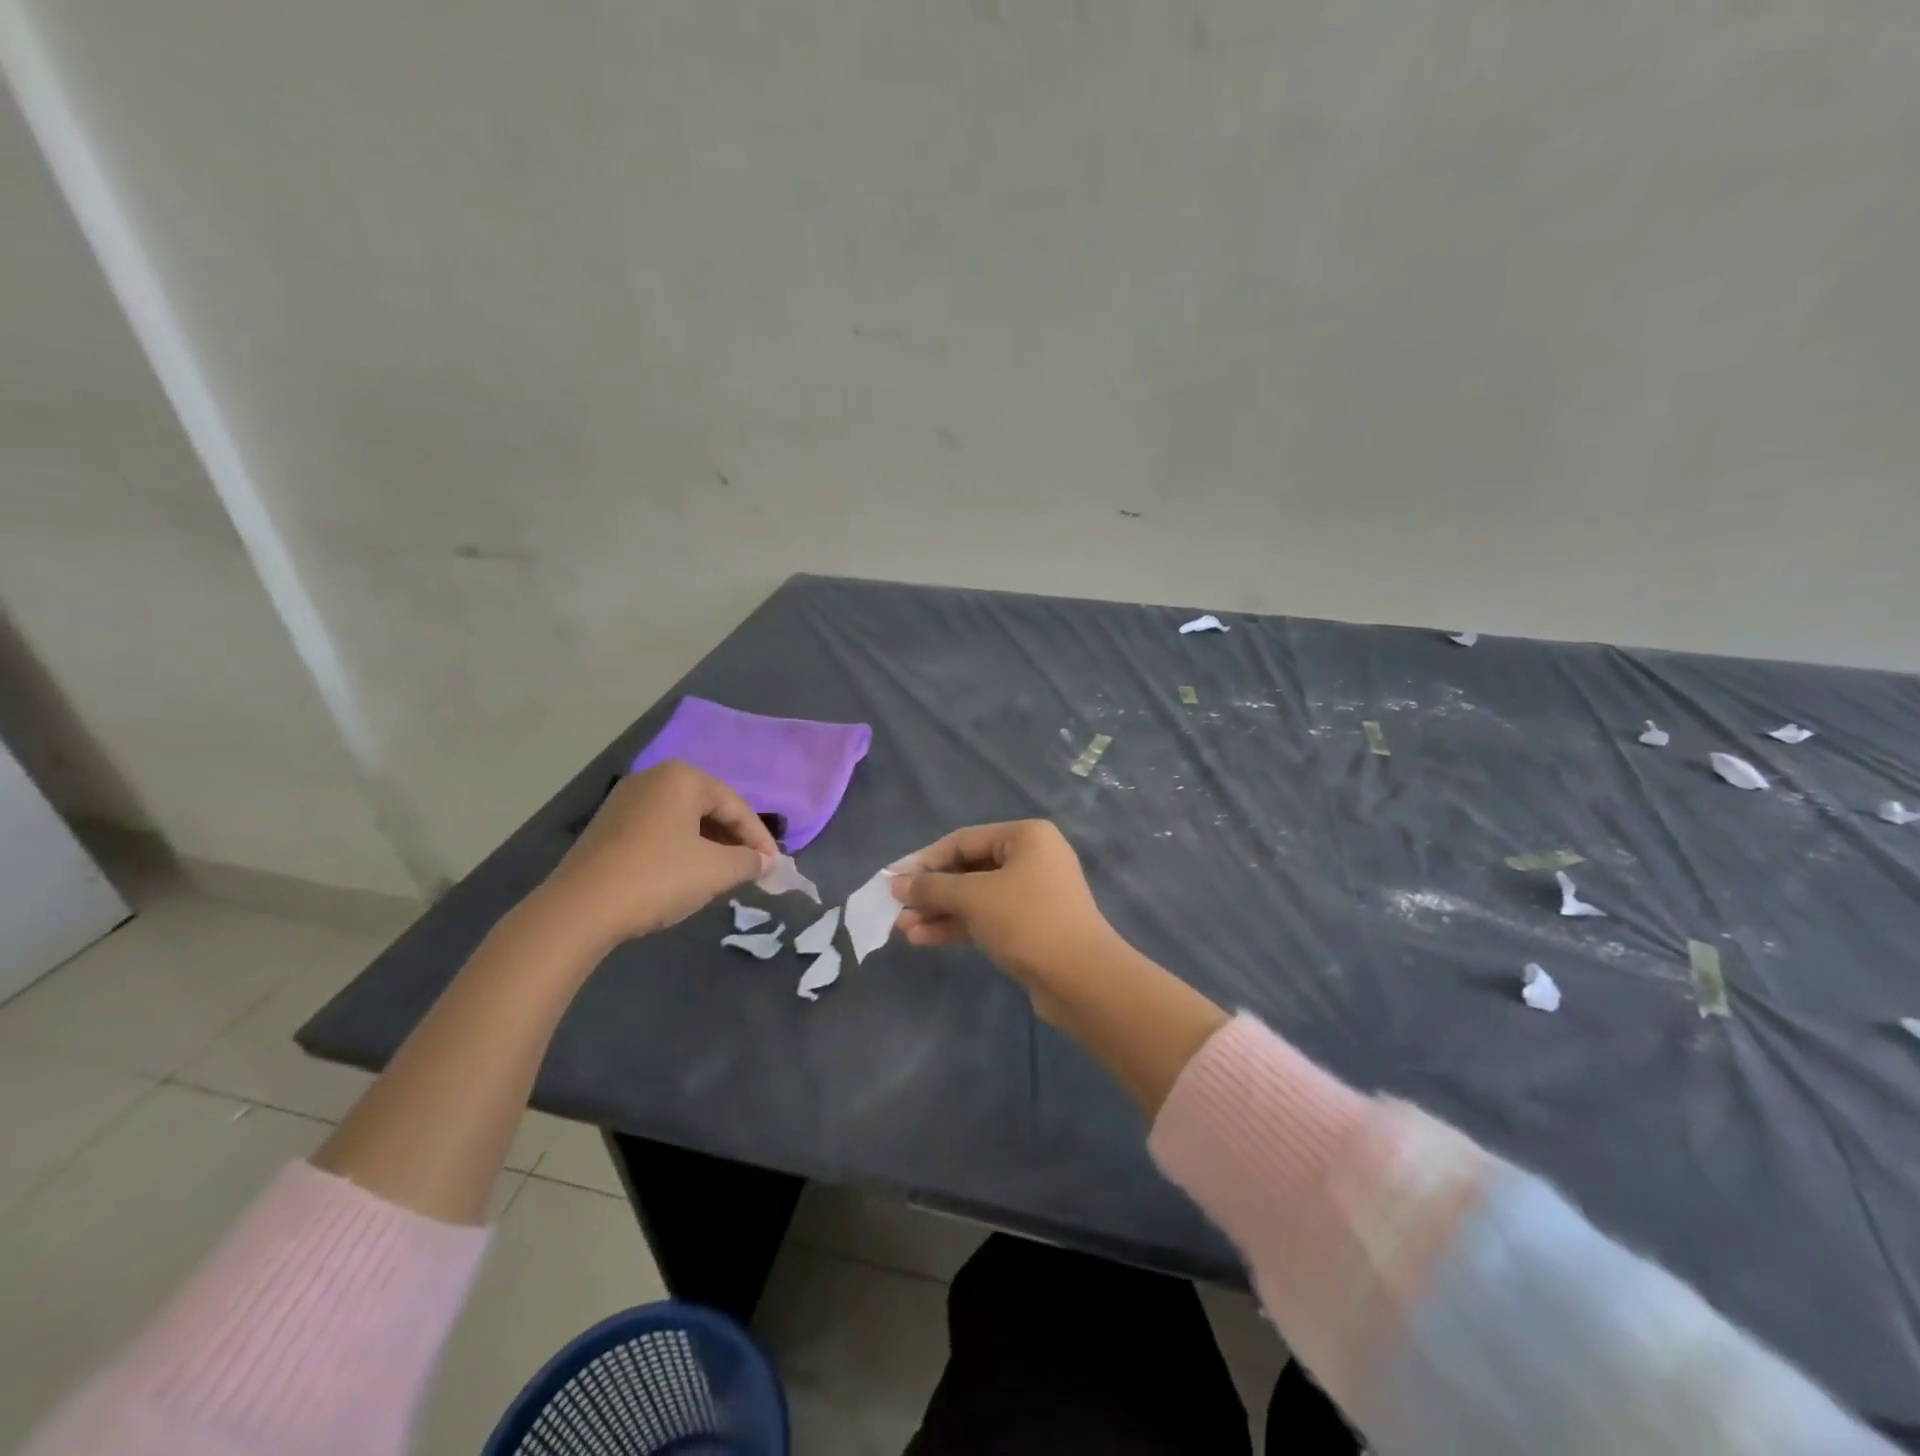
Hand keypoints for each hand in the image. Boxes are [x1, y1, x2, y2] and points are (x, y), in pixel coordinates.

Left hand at [532, 761, 777, 951]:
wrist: (578, 910)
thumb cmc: (658, 878)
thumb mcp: (716, 871)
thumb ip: (749, 861)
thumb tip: (765, 862)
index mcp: (682, 777)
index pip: (736, 805)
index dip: (759, 838)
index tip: (773, 866)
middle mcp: (652, 778)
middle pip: (708, 808)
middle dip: (733, 839)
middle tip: (751, 868)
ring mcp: (624, 801)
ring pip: (682, 820)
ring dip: (708, 845)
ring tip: (723, 873)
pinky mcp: (606, 826)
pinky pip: (658, 830)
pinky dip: (680, 849)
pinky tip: (686, 874)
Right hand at [889, 820, 1117, 1015]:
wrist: (1082, 979)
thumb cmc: (1027, 920)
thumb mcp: (974, 898)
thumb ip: (932, 888)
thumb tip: (896, 885)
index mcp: (1026, 836)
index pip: (962, 840)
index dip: (923, 860)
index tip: (890, 880)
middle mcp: (1031, 858)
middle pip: (967, 869)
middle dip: (930, 891)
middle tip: (894, 910)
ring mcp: (1032, 893)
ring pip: (974, 896)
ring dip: (939, 911)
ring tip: (902, 929)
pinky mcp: (1029, 925)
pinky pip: (986, 917)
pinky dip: (957, 926)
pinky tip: (923, 939)